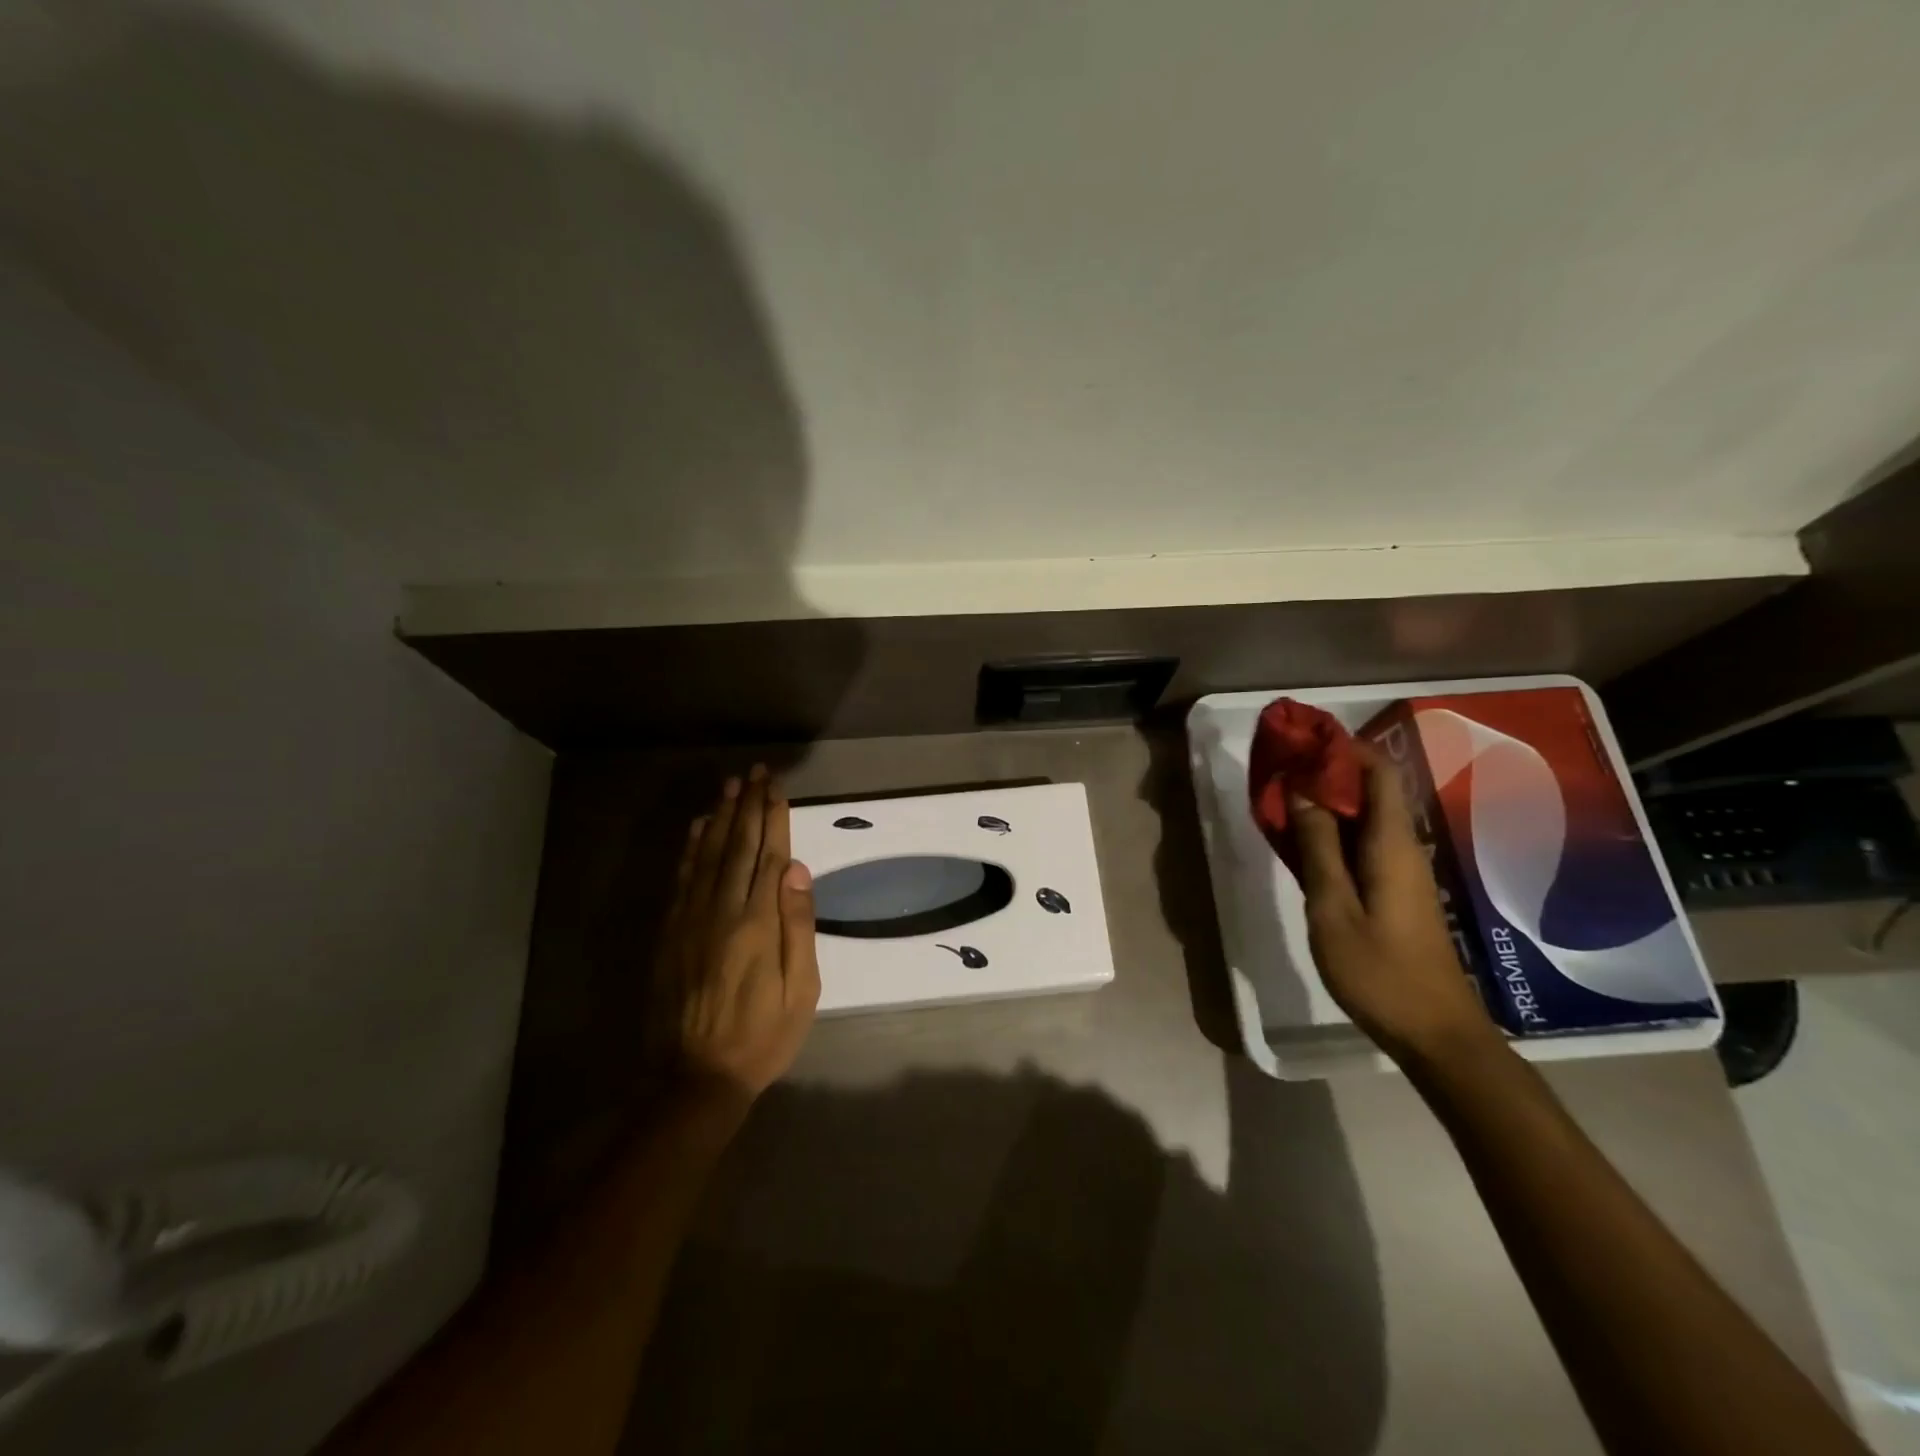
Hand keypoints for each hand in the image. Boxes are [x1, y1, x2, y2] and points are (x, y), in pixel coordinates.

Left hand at [657, 766, 819, 1106]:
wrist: (694, 1078)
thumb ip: (798, 926)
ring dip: (721, 818)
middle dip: (748, 806)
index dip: (773, 818)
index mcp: (758, 922)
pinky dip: (691, 849)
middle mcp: (722, 911)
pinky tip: (699, 828)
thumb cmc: (762, 1036)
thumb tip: (796, 870)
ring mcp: (691, 920)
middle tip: (755, 772)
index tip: (776, 787)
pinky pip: (682, 880)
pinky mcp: (670, 934)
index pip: (768, 856)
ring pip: (708, 856)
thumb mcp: (801, 990)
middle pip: (738, 846)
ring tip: (730, 787)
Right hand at [1291, 743, 1502, 1067]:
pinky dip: (1332, 830)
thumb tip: (1302, 792)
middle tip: (1281, 766)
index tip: (1302, 739)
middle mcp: (1403, 848)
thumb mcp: (1333, 909)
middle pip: (1372, 790)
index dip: (1343, 748)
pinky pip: (1362, 843)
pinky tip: (1302, 841)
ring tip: (1282, 797)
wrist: (1435, 1033)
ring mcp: (1402, 871)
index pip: (1378, 772)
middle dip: (1328, 770)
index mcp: (1391, 845)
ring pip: (1365, 817)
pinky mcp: (1396, 891)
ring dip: (1327, 801)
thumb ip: (1317, 848)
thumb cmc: (1380, 971)